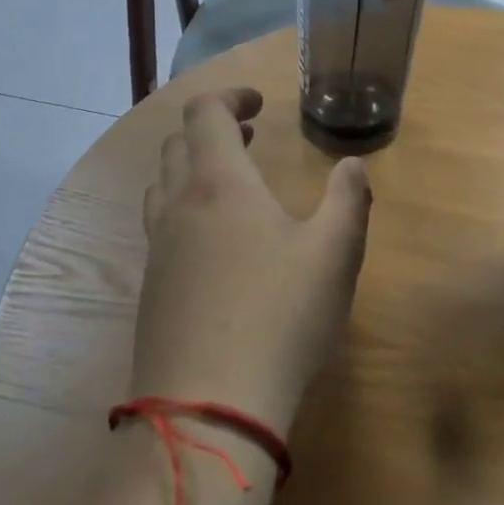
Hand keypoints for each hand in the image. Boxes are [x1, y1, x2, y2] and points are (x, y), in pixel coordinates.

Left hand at [132, 88, 372, 436]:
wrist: (207, 409)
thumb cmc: (280, 318)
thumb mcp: (335, 255)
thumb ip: (349, 201)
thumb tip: (353, 165)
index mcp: (219, 185)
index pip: (204, 113)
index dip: (230, 96)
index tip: (260, 103)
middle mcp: (178, 207)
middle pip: (177, 145)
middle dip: (212, 130)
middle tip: (249, 138)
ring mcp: (157, 250)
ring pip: (162, 186)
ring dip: (192, 169)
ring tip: (232, 185)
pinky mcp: (150, 290)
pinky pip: (160, 228)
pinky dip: (184, 211)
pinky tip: (217, 247)